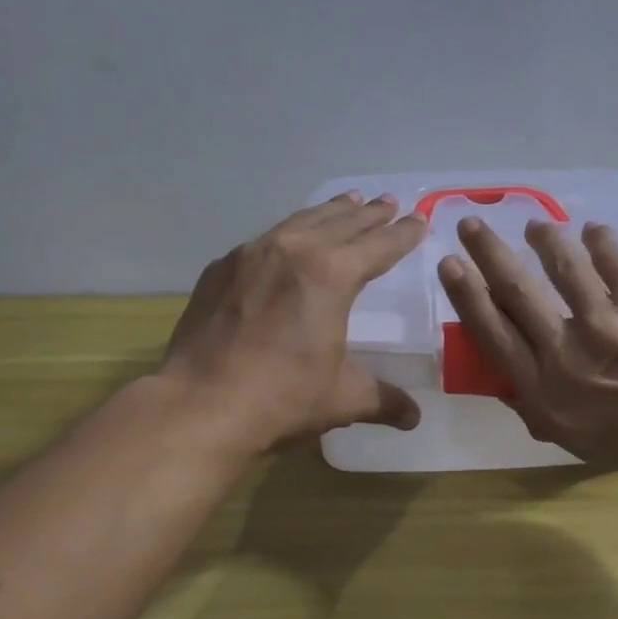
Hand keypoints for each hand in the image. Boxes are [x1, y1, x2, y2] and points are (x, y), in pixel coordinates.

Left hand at [158, 193, 428, 452]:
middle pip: (342, 223)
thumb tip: (414, 418)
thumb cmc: (281, 398)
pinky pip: (265, 240)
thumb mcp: (342, 398)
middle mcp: (294, 251)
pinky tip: (289, 239)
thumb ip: (383, 399)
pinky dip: (289, 232)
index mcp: (332, 275)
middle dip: (370, 214)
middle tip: (389, 202)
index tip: (418, 221)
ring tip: (349, 201)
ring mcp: (252, 255)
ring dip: (330, 211)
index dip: (402, 234)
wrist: (199, 405)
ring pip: (301, 221)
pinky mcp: (221, 268)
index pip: (379, 246)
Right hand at [438, 217, 617, 466]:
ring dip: (541, 237)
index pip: (491, 335)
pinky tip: (593, 233)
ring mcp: (604, 320)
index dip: (466, 295)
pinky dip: (597, 238)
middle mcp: (566, 355)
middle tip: (470, 225)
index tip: (450, 265)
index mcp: (546, 395)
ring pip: (557, 262)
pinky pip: (607, 252)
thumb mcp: (585, 442)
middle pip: (513, 290)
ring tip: (535, 227)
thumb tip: (506, 378)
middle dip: (486, 251)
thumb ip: (540, 410)